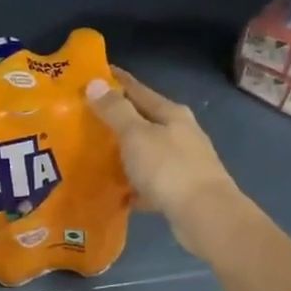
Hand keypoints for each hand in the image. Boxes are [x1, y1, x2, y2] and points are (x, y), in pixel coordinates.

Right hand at [85, 68, 245, 256]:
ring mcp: (183, 163)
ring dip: (125, 153)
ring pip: (147, 152)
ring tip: (95, 155)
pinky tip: (117, 191)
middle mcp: (181, 134)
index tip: (92, 74)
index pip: (138, 89)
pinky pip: (150, 182)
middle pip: (144, 120)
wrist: (206, 216)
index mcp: (171, 114)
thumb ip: (115, 111)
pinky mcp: (181, 190)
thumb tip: (95, 82)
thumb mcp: (136, 135)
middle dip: (117, 119)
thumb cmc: (169, 169)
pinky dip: (134, 184)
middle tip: (85, 119)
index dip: (116, 81)